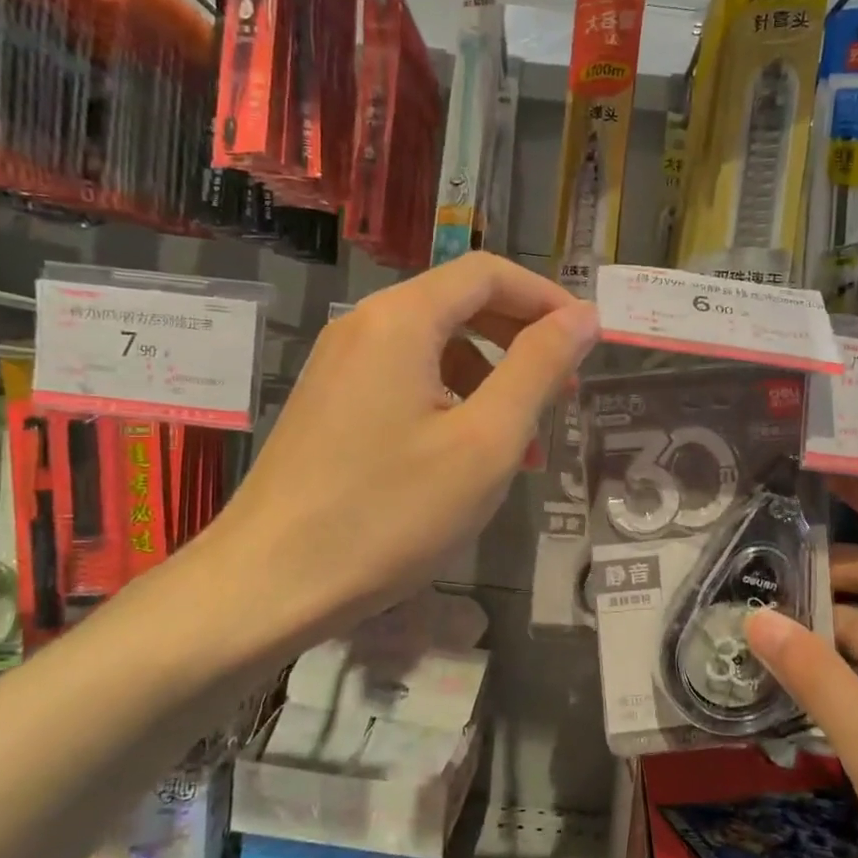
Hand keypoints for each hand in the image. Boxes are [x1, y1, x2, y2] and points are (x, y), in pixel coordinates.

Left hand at [199, 254, 598, 650]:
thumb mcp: (484, 442)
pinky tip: (467, 458)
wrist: (268, 584)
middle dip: (521, 341)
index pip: (488, 274)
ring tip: (522, 443)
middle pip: (460, 305)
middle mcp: (364, 326)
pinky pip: (405, 381)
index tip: (589, 341)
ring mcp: (340, 366)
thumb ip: (538, 369)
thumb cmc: (389, 514)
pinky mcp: (330, 405)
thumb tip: (583, 316)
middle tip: (564, 393)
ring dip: (490, 380)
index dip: (547, 298)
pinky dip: (451, 402)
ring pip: (435, 349)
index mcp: (401, 319)